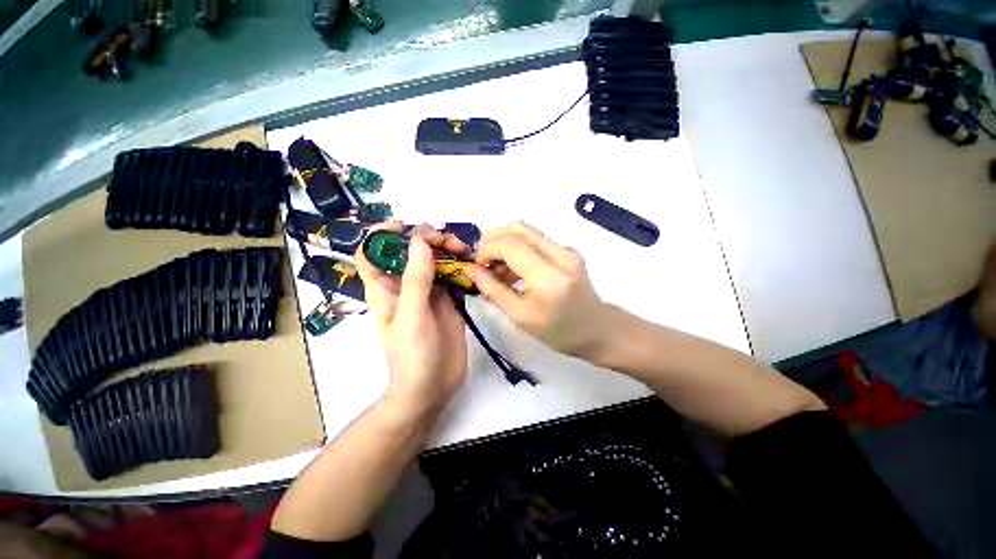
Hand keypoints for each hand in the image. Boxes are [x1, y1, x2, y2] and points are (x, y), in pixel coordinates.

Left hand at [355, 222, 467, 419]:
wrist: (433, 388)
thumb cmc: (413, 357)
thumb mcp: (412, 317)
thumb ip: (416, 280)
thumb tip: (419, 240)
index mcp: (385, 289)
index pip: (372, 252)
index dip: (382, 234)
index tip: (406, 227)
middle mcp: (405, 285)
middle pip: (410, 250)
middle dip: (427, 239)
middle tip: (449, 242)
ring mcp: (428, 291)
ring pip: (434, 259)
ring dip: (447, 249)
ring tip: (464, 251)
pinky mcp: (448, 299)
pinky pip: (452, 274)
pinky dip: (461, 265)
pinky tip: (472, 263)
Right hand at [466, 221, 611, 358]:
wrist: (597, 329)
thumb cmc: (558, 332)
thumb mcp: (521, 317)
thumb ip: (494, 290)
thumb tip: (471, 270)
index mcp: (548, 277)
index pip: (510, 244)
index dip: (486, 248)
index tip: (476, 265)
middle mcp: (560, 254)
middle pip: (518, 229)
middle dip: (493, 240)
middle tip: (483, 263)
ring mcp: (566, 249)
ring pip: (526, 231)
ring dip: (505, 244)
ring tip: (496, 270)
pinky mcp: (568, 250)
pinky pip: (536, 240)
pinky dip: (518, 249)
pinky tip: (513, 270)